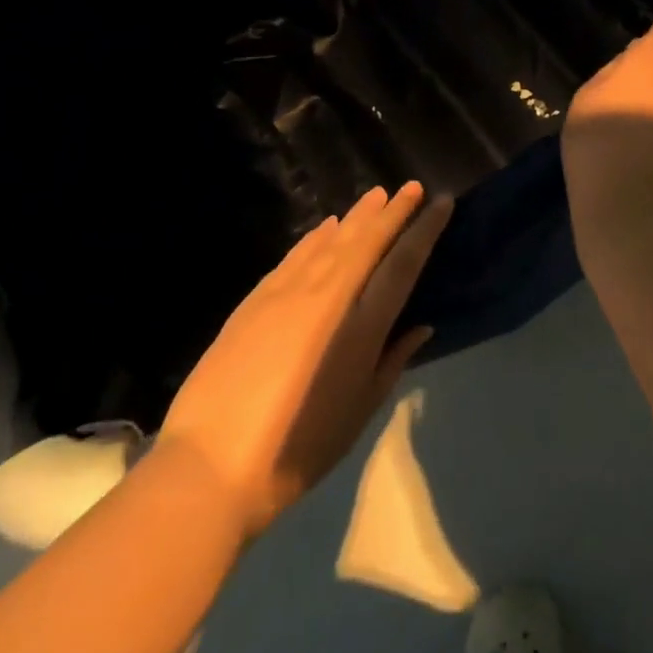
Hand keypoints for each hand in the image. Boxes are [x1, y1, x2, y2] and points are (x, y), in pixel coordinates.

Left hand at [156, 183, 450, 538]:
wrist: (211, 465)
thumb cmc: (299, 450)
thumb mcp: (359, 412)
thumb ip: (392, 361)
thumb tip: (421, 326)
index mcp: (363, 325)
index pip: (403, 262)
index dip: (425, 229)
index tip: (441, 202)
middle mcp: (330, 295)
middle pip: (368, 240)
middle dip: (394, 211)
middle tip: (411, 186)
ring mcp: (289, 291)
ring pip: (332, 239)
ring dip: (358, 215)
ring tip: (377, 195)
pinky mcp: (258, 297)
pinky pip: (297, 254)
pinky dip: (316, 236)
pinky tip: (327, 225)